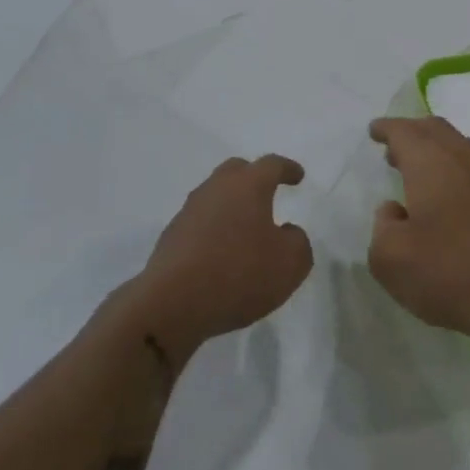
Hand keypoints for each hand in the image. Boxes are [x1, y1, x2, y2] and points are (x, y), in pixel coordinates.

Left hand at [135, 155, 313, 363]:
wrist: (172, 304)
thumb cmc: (240, 273)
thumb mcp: (291, 262)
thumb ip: (298, 241)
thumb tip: (286, 232)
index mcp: (248, 185)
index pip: (271, 165)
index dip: (287, 169)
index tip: (297, 176)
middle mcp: (216, 189)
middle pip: (236, 171)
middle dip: (253, 177)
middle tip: (267, 192)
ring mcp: (189, 212)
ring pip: (214, 197)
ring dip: (231, 206)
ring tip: (245, 228)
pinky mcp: (171, 238)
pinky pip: (199, 224)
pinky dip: (214, 230)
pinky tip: (221, 253)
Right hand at [366, 117, 469, 347]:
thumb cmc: (448, 272)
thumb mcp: (390, 258)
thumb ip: (382, 226)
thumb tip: (395, 210)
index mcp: (430, 163)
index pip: (405, 132)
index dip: (387, 129)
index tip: (375, 130)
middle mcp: (463, 159)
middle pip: (435, 130)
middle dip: (412, 132)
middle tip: (394, 149)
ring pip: (459, 146)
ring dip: (436, 149)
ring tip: (419, 171)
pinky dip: (455, 167)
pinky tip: (450, 195)